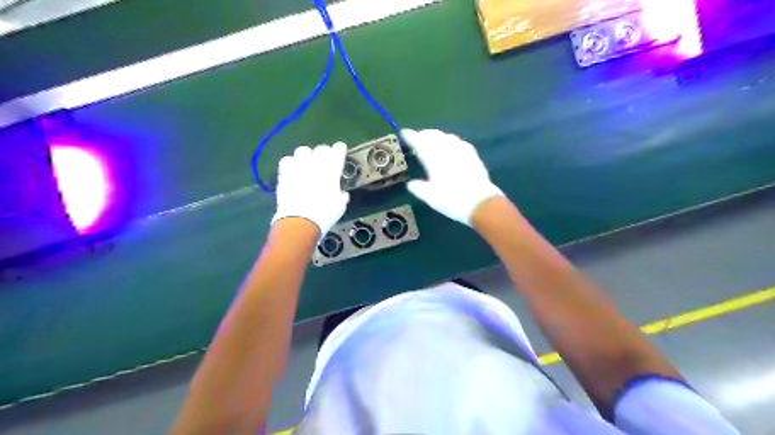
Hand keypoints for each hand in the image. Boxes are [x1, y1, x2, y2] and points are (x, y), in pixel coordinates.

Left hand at [271, 143, 348, 236]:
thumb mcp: (340, 206)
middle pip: (320, 148)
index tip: (340, 150)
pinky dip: (291, 163)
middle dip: (324, 152)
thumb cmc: (325, 214)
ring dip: (307, 155)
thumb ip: (341, 195)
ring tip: (307, 163)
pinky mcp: (284, 174)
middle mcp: (315, 164)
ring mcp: (298, 167)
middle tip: (325, 160)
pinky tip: (293, 170)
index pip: (338, 151)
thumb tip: (341, 194)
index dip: (339, 150)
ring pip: (302, 150)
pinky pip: (287, 160)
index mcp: (332, 170)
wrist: (300, 221)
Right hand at [403, 128, 505, 224]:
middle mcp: (447, 149)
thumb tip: (411, 184)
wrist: (481, 203)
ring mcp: (462, 150)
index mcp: (433, 158)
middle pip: (433, 135)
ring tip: (432, 142)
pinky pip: (458, 142)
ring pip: (446, 136)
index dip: (410, 136)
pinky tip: (451, 147)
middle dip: (423, 135)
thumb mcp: (430, 197)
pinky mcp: (473, 155)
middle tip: (417, 138)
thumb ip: (419, 188)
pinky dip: (450, 141)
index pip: (419, 141)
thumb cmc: (452, 200)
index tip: (403, 133)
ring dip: (437, 136)